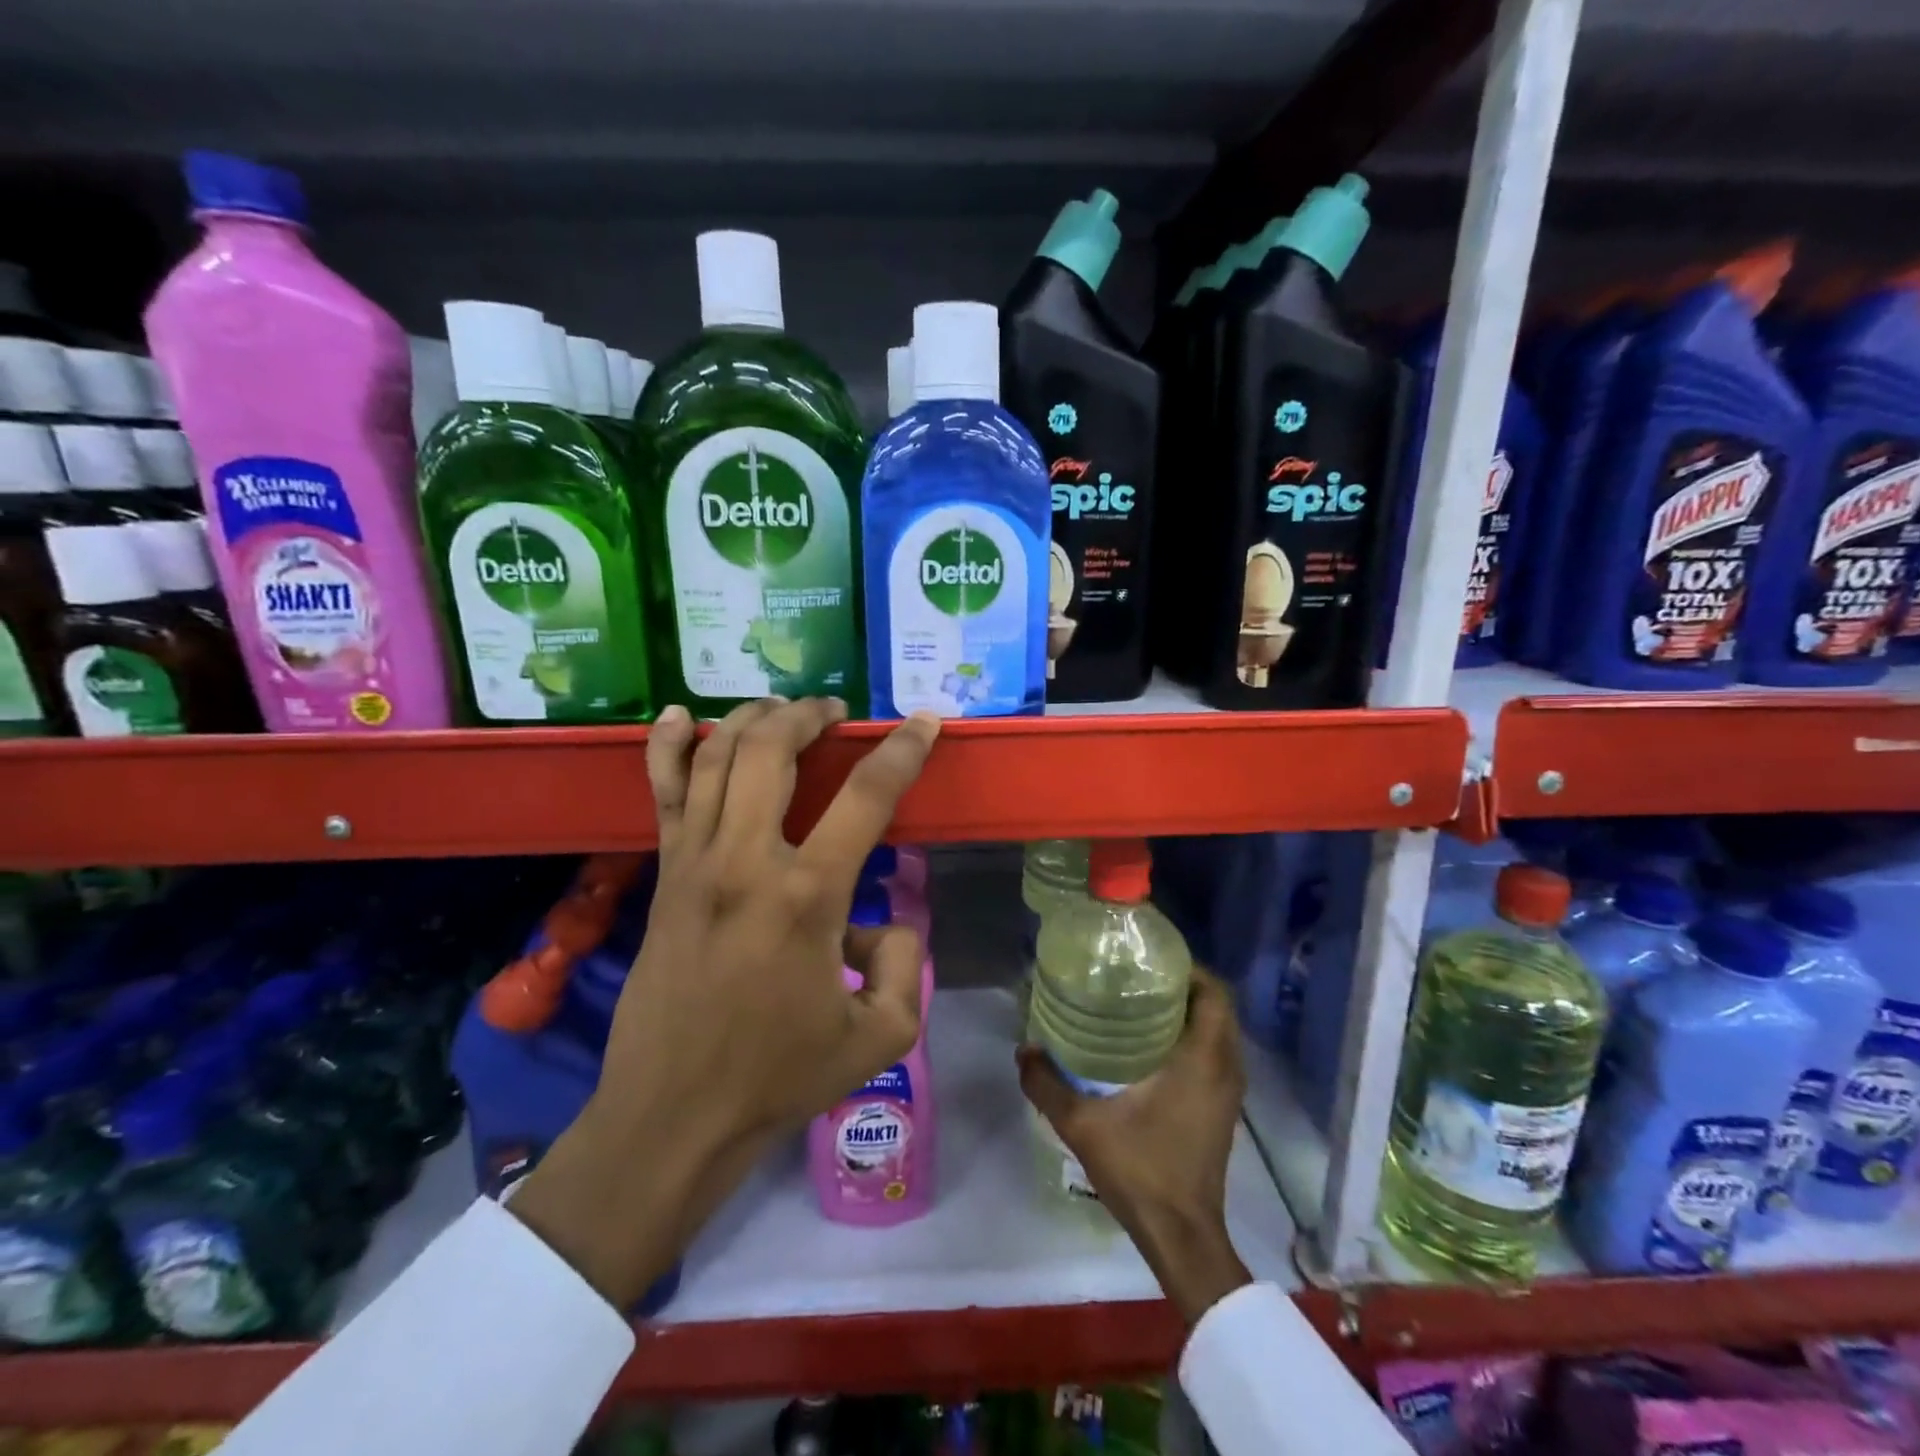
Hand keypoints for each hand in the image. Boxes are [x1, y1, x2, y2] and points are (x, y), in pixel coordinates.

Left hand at [514, 697, 940, 1307]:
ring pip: (715, 756)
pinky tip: (679, 716)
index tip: (922, 723)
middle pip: (772, 749)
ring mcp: (694, 860)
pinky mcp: (664, 874)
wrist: (672, 1115)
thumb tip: (881, 925)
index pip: (866, 796)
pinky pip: (662, 793)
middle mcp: (745, 860)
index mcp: (807, 896)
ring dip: (752, 719)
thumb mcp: (880, 1037)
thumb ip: (904, 966)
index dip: (902, 750)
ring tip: (781, 711)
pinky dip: (669, 746)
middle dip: (808, 715)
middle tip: (833, 713)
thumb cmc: (778, 1076)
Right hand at [1016, 968, 1251, 1324]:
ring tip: (1139, 1004)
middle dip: (1181, 985)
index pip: (1214, 992)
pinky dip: (1190, 1039)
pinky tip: (1149, 1047)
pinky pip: (1214, 1055)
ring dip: (1187, 1013)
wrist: (1182, 1237)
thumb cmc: (1142, 1170)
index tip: (1149, 960)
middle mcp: (1225, 1068)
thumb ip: (1047, 1084)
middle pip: (1216, 1006)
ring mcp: (1228, 1091)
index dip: (1187, 968)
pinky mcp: (1222, 1109)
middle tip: (1136, 978)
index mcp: (1204, 1059)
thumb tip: (1023, 1049)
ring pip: (1217, 1032)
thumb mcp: (1082, 1124)